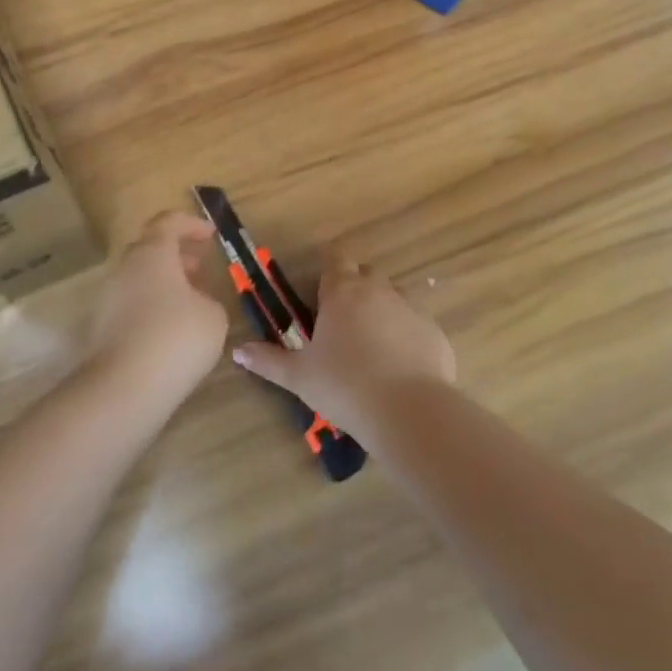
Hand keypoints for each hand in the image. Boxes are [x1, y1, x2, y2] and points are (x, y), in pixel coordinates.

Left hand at [85, 212, 228, 407]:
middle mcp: (126, 268)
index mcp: (152, 253)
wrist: (124, 388)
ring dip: (164, 282)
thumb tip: (195, 302)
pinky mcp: (102, 326)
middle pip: (150, 248)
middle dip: (176, 254)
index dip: (191, 225)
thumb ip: (207, 299)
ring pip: (139, 277)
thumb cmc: (176, 338)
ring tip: (190, 301)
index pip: (168, 223)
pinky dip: (151, 305)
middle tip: (199, 266)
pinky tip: (170, 329)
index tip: (211, 235)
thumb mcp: (213, 315)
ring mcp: (109, 297)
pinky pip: (131, 304)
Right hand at [232, 251, 454, 440]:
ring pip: (393, 296)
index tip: (320, 294)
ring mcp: (410, 307)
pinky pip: (416, 324)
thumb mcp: (299, 376)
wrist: (409, 411)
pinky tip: (400, 366)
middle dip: (354, 288)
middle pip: (365, 274)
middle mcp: (378, 289)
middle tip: (341, 322)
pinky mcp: (434, 331)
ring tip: (371, 345)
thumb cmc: (345, 386)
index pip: (335, 259)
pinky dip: (406, 335)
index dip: (327, 272)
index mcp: (343, 291)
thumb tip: (238, 350)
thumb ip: (268, 360)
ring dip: (381, 310)